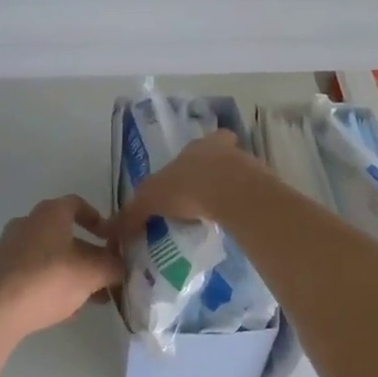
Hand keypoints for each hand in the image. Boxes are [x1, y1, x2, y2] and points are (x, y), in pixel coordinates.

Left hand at [0, 195, 123, 344]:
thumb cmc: (46, 280)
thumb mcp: (91, 273)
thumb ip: (112, 266)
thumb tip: (121, 266)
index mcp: (50, 213)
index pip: (78, 204)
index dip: (98, 219)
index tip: (111, 239)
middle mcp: (27, 224)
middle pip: (65, 234)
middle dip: (89, 255)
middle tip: (106, 275)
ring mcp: (10, 248)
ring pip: (50, 257)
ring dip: (73, 273)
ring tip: (91, 299)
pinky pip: (34, 274)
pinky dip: (52, 285)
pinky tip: (65, 310)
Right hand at [106, 131, 252, 246]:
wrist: (232, 195)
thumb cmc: (188, 187)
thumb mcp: (150, 199)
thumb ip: (133, 213)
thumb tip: (113, 230)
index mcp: (198, 146)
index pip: (198, 146)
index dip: (193, 161)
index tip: (188, 180)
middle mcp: (225, 149)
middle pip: (221, 157)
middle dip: (214, 173)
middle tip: (204, 198)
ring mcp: (248, 165)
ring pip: (239, 175)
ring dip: (230, 190)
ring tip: (218, 216)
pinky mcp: (265, 186)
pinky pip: (251, 196)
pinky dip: (243, 207)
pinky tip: (234, 224)